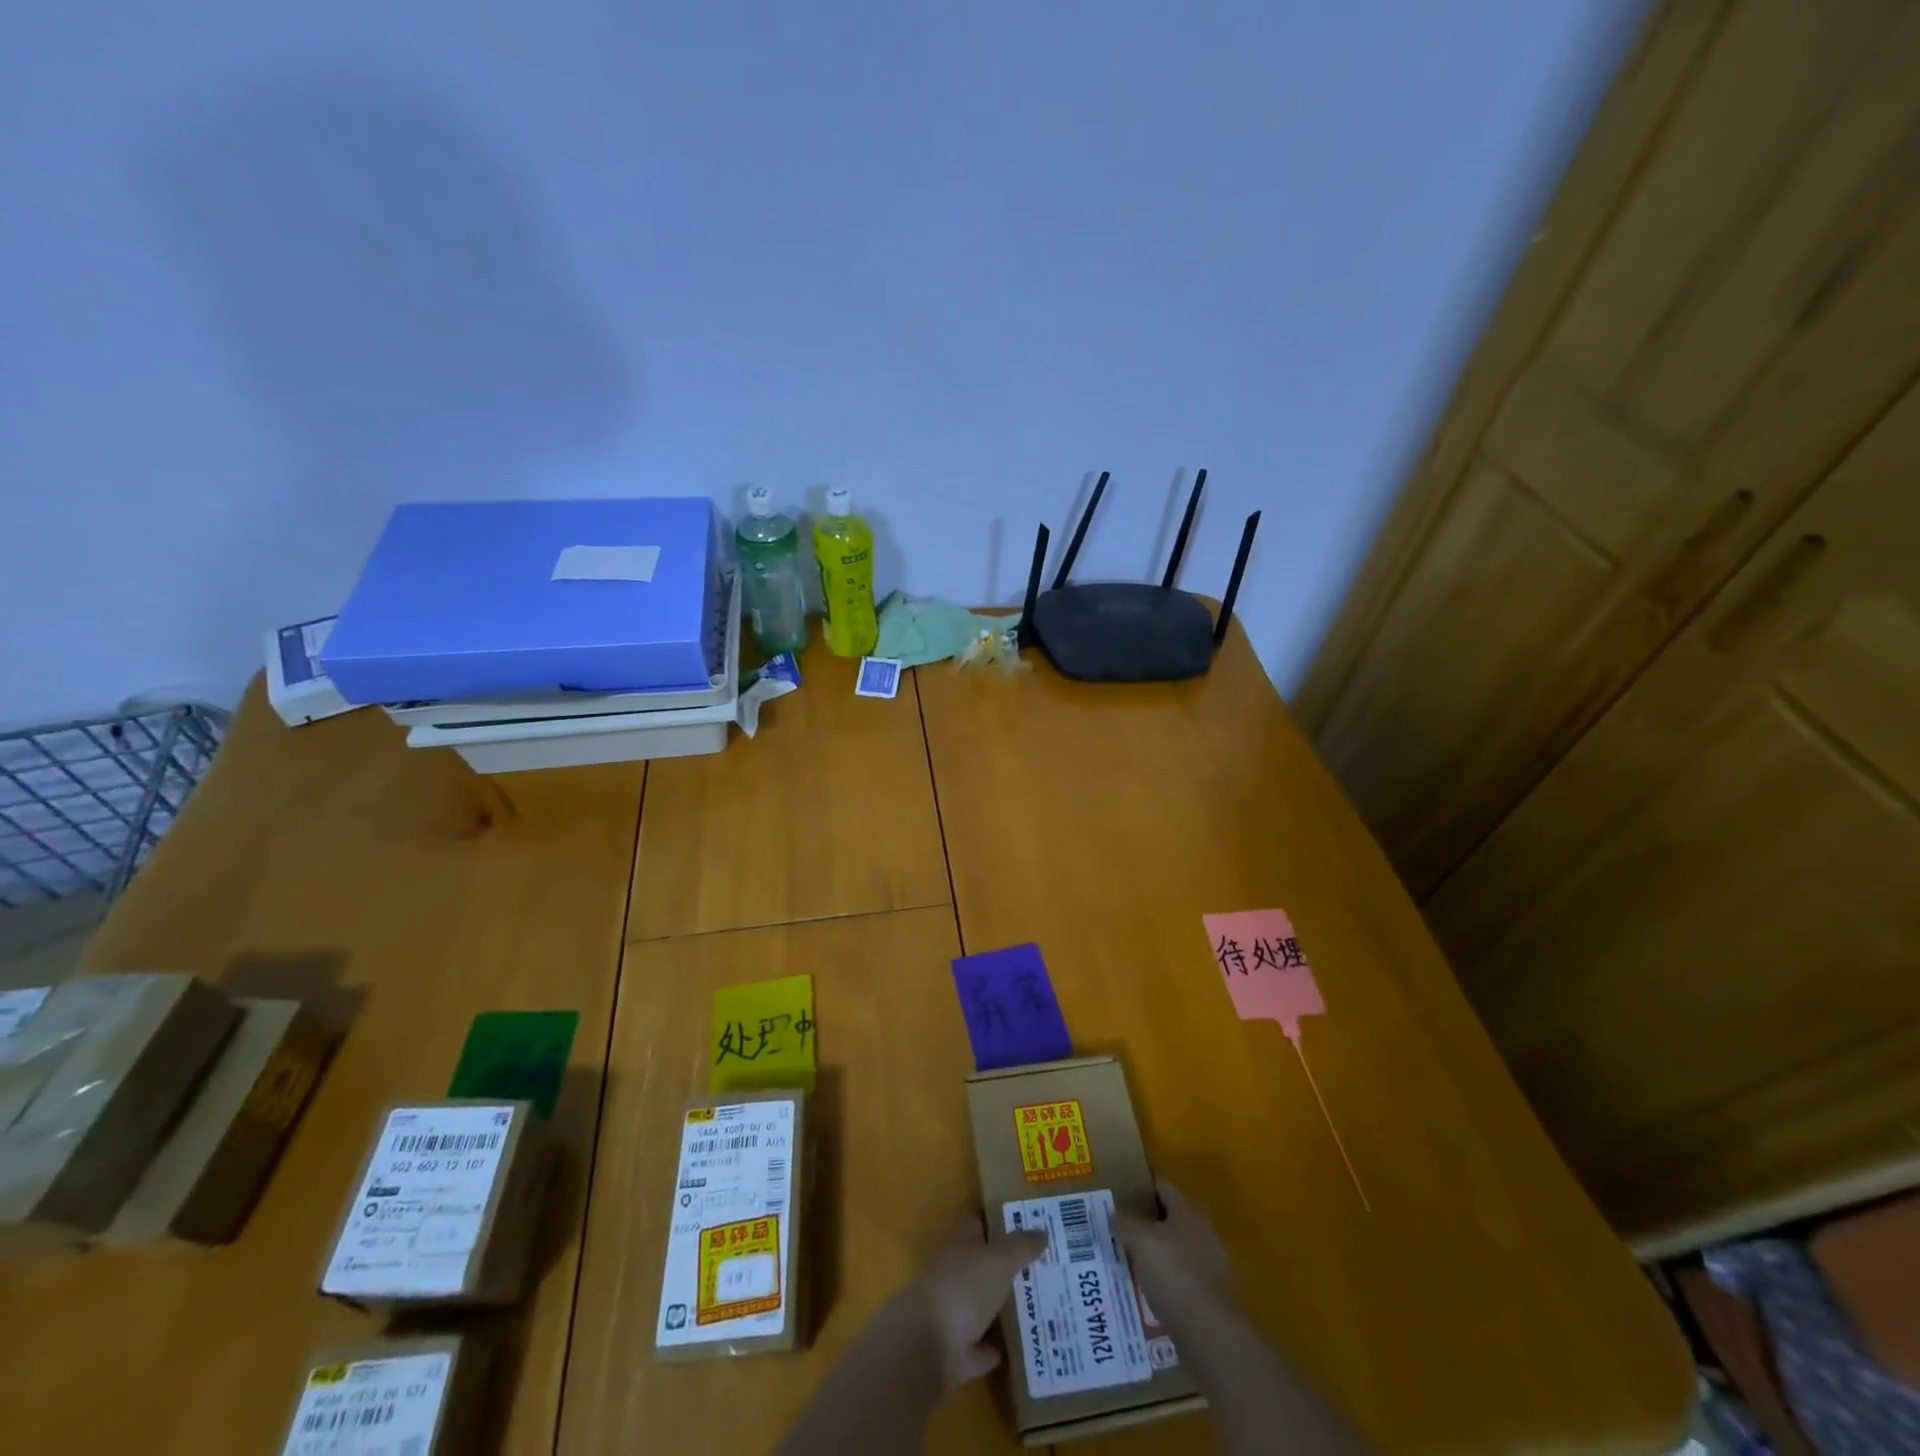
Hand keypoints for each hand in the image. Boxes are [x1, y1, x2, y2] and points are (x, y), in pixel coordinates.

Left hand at [896, 1217, 1047, 1388]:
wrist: (928, 1345)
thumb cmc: (964, 1287)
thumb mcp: (999, 1259)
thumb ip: (1021, 1245)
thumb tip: (1043, 1231)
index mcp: (962, 1241)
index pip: (982, 1219)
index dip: (1003, 1216)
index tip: (1032, 1217)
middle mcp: (956, 1271)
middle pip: (986, 1262)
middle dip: (1011, 1263)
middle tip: (1048, 1263)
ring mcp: (955, 1311)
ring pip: (986, 1302)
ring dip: (1006, 1304)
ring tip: (1044, 1302)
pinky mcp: (958, 1350)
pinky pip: (984, 1343)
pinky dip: (998, 1345)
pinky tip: (1022, 1345)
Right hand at [1114, 1177, 1236, 1320]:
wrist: (1215, 1338)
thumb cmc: (1176, 1276)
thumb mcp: (1141, 1242)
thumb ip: (1125, 1221)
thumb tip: (1115, 1209)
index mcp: (1188, 1210)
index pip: (1162, 1184)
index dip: (1140, 1183)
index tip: (1119, 1188)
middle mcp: (1203, 1231)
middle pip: (1169, 1217)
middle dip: (1145, 1221)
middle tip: (1117, 1226)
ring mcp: (1211, 1265)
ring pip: (1175, 1249)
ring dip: (1154, 1252)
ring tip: (1126, 1260)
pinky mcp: (1212, 1296)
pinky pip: (1181, 1278)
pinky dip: (1165, 1280)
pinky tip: (1146, 1291)